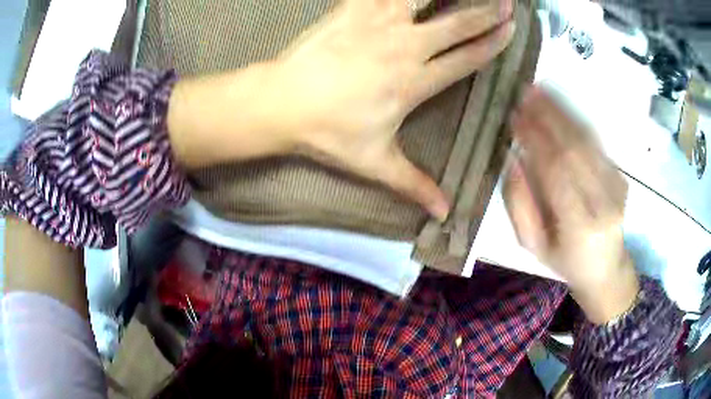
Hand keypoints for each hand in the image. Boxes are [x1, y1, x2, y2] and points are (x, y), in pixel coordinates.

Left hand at [268, 0, 514, 219]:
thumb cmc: (327, 133)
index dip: (493, 43)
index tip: (511, 30)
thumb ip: (414, 185)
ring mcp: (379, 21)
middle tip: (507, 3)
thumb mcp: (375, 163)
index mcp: (416, 81)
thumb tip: (444, 213)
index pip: (467, 58)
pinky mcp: (353, 8)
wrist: (280, 103)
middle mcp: (406, 46)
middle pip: (458, 24)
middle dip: (486, 12)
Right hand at [504, 87, 638, 323]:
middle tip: (525, 93)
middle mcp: (603, 202)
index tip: (515, 117)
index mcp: (579, 226)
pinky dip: (577, 121)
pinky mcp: (621, 177)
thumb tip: (512, 160)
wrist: (606, 269)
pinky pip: (597, 144)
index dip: (535, 140)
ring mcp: (616, 188)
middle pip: (575, 149)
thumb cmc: (565, 261)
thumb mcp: (534, 246)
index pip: (556, 171)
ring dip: (563, 112)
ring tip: (540, 90)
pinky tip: (560, 107)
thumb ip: (520, 206)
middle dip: (548, 117)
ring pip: (588, 141)